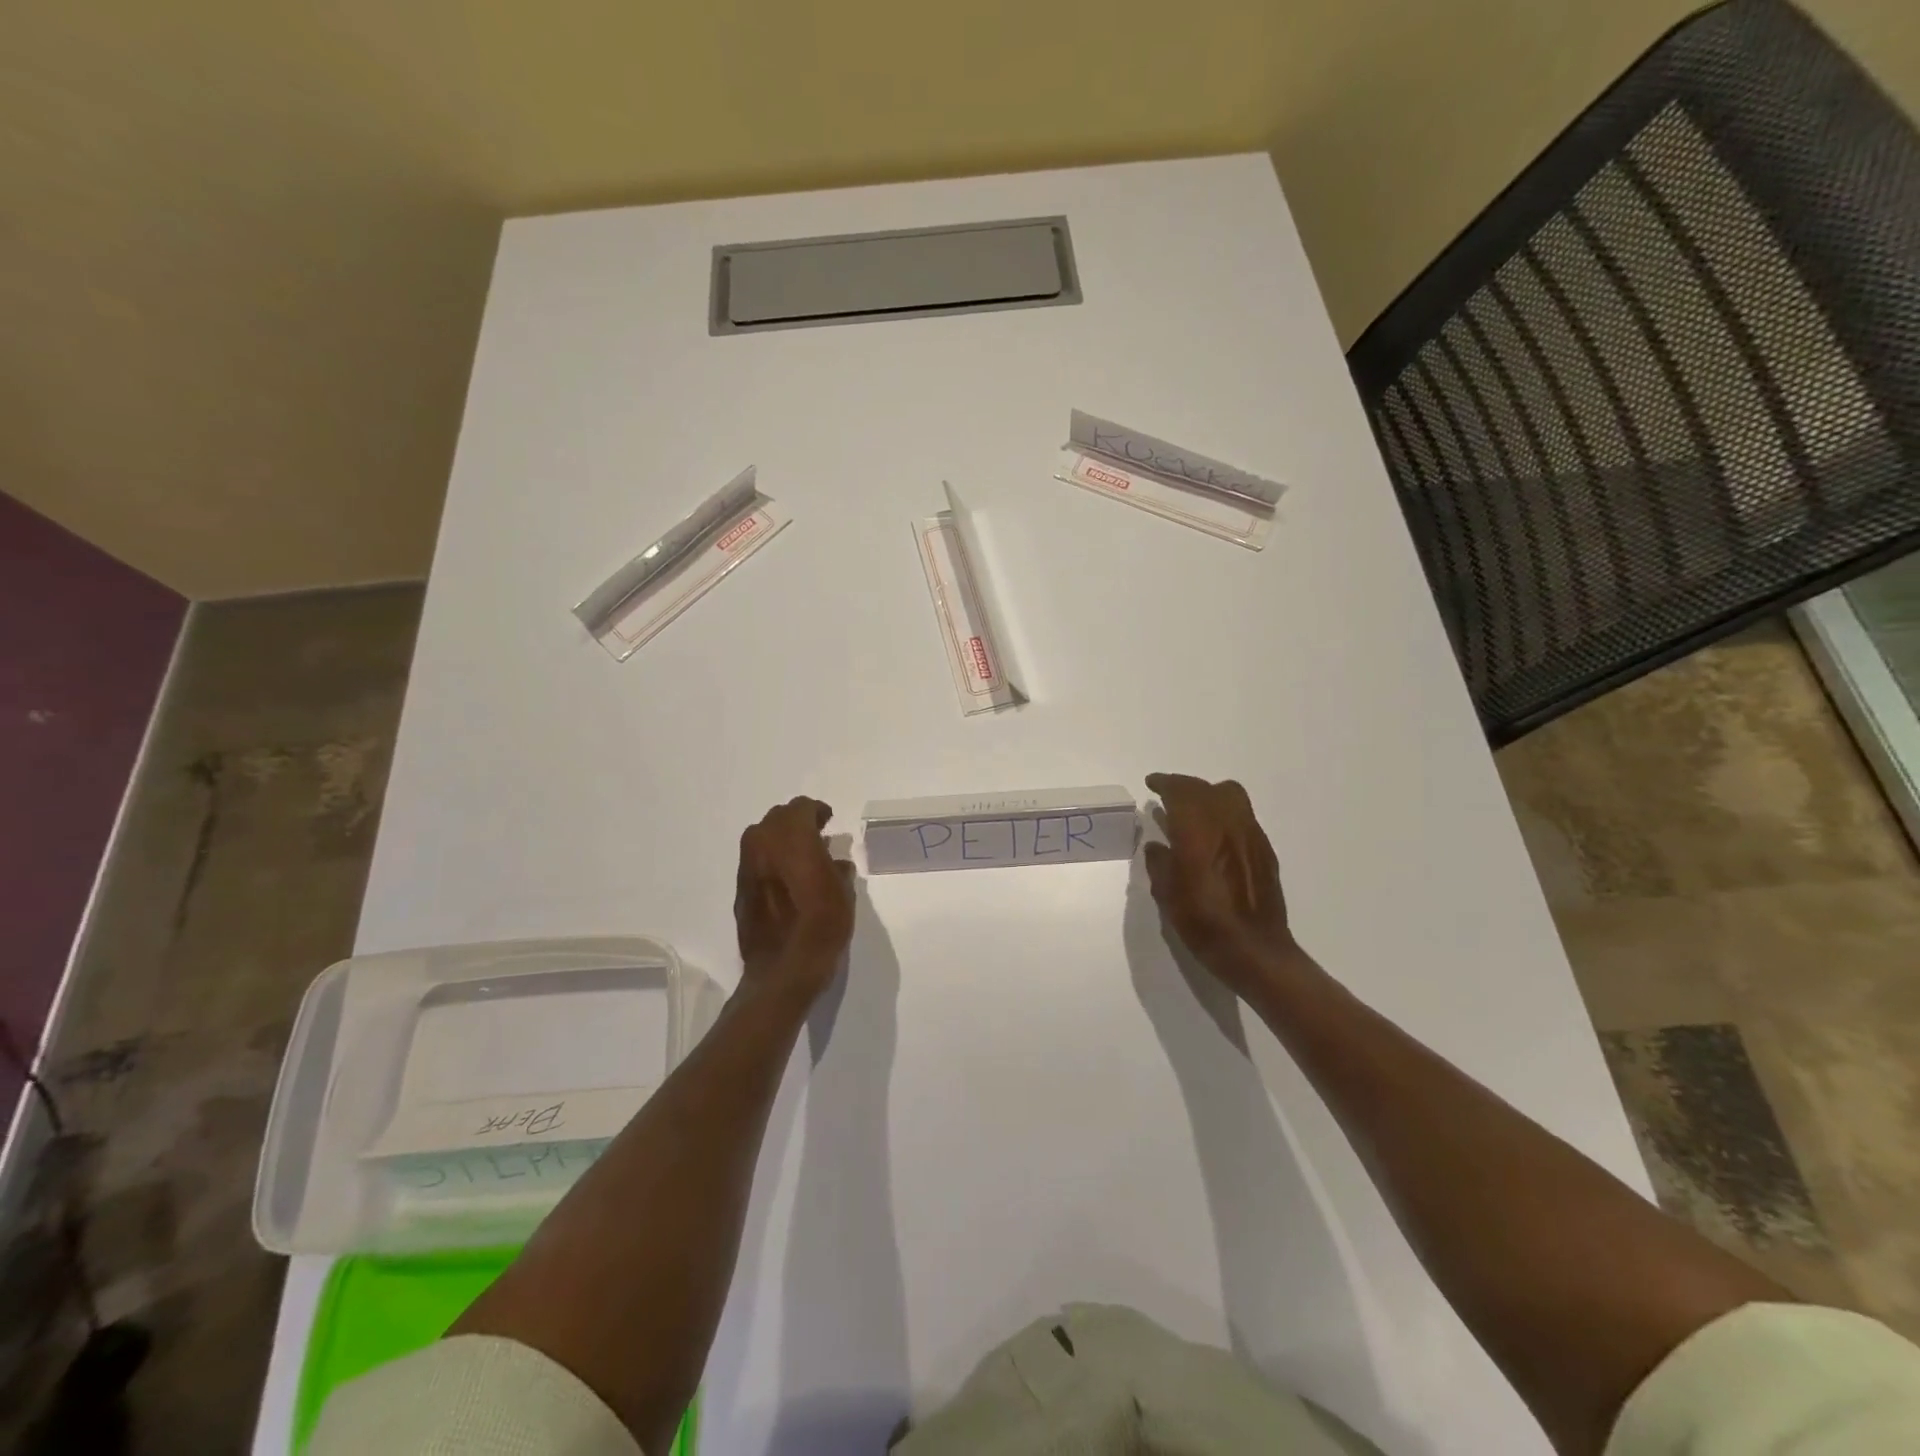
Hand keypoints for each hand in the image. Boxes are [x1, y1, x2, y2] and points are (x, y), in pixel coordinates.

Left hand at [734, 796, 854, 998]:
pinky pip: (756, 862)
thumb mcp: (843, 892)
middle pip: (778, 818)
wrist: (784, 969)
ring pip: (762, 838)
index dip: (817, 812)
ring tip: (801, 860)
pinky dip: (770, 863)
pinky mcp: (739, 889)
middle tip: (816, 838)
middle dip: (797, 824)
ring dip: (781, 842)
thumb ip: (837, 868)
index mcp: (792, 837)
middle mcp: (763, 843)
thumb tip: (834, 861)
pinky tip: (785, 882)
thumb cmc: (822, 925)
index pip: (802, 807)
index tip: (828, 822)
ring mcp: (747, 866)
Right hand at [1143, 773, 1297, 993]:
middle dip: (1184, 787)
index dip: (1164, 783)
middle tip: (1168, 796)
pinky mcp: (1265, 850)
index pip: (1180, 791)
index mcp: (1198, 831)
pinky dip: (1225, 815)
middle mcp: (1227, 824)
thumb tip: (1157, 846)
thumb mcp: (1167, 895)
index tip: (1152, 784)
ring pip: (1231, 796)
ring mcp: (1250, 835)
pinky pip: (1242, 817)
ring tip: (1193, 813)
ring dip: (1208, 796)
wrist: (1255, 950)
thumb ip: (1160, 863)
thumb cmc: (1204, 923)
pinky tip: (1215, 838)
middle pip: (1206, 788)